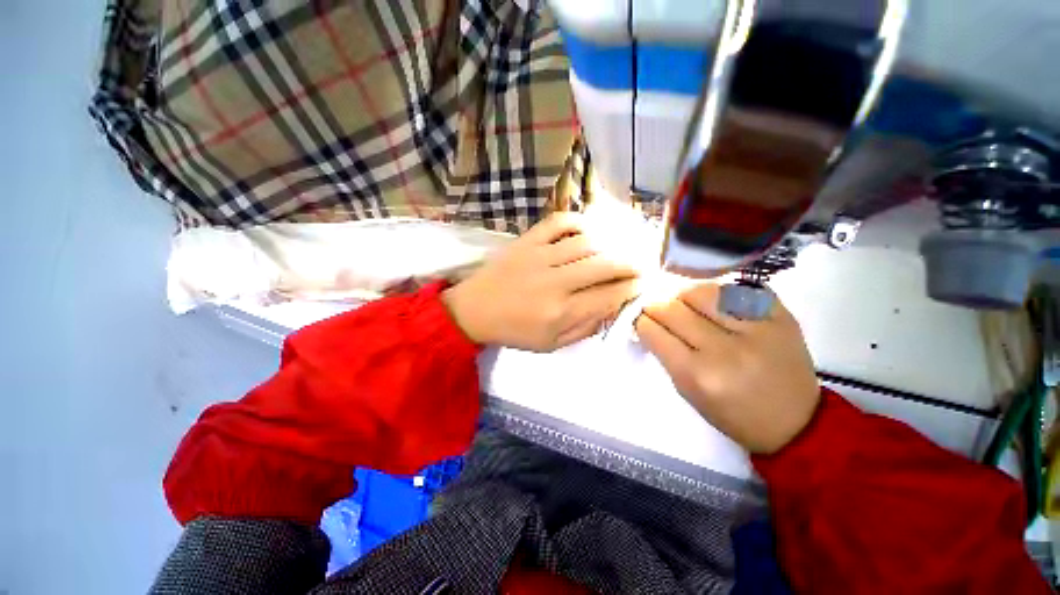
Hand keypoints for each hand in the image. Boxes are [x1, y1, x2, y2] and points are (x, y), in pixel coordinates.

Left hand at [443, 213, 640, 351]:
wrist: (474, 310)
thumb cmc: (513, 331)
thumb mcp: (551, 344)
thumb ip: (584, 328)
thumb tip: (611, 308)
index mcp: (560, 312)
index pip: (608, 296)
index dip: (631, 289)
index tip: (642, 284)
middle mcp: (555, 282)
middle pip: (605, 265)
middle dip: (630, 265)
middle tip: (640, 266)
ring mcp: (540, 256)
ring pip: (588, 243)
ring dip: (610, 246)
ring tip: (617, 251)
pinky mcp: (527, 241)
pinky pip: (559, 222)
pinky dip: (578, 222)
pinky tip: (588, 232)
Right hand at [635, 283, 819, 453]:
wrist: (796, 422)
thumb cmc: (732, 413)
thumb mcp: (688, 392)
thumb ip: (666, 354)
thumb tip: (649, 322)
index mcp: (697, 374)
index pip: (652, 330)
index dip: (642, 321)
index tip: (642, 320)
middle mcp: (724, 349)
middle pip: (672, 307)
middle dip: (657, 306)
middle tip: (659, 310)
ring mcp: (756, 329)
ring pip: (702, 291)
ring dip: (686, 296)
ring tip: (689, 306)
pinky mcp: (780, 316)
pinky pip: (737, 288)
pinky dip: (720, 293)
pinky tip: (718, 304)